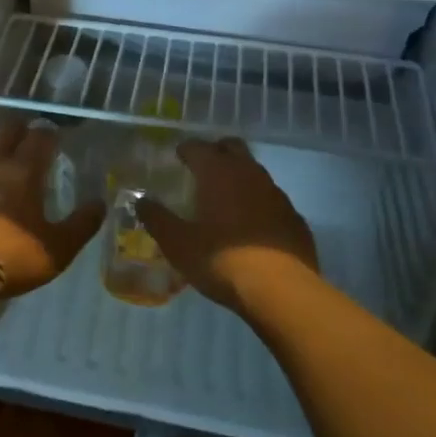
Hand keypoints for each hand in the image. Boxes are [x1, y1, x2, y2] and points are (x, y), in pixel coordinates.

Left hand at [0, 118, 105, 299]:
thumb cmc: (11, 254)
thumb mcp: (56, 248)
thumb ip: (80, 226)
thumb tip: (99, 204)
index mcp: (24, 172)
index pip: (39, 138)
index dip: (48, 133)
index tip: (54, 134)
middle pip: (4, 133)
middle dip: (17, 130)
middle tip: (27, 136)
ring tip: (1, 168)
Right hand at [140, 138, 319, 312]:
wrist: (281, 290)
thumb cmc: (221, 260)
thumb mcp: (178, 244)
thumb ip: (156, 219)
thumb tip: (141, 201)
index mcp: (218, 172)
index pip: (197, 147)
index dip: (185, 150)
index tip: (177, 157)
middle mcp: (249, 173)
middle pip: (231, 147)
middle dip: (216, 152)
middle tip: (202, 169)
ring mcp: (276, 193)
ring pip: (254, 171)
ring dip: (239, 177)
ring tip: (226, 198)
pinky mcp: (294, 216)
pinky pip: (272, 199)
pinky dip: (259, 202)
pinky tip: (253, 225)